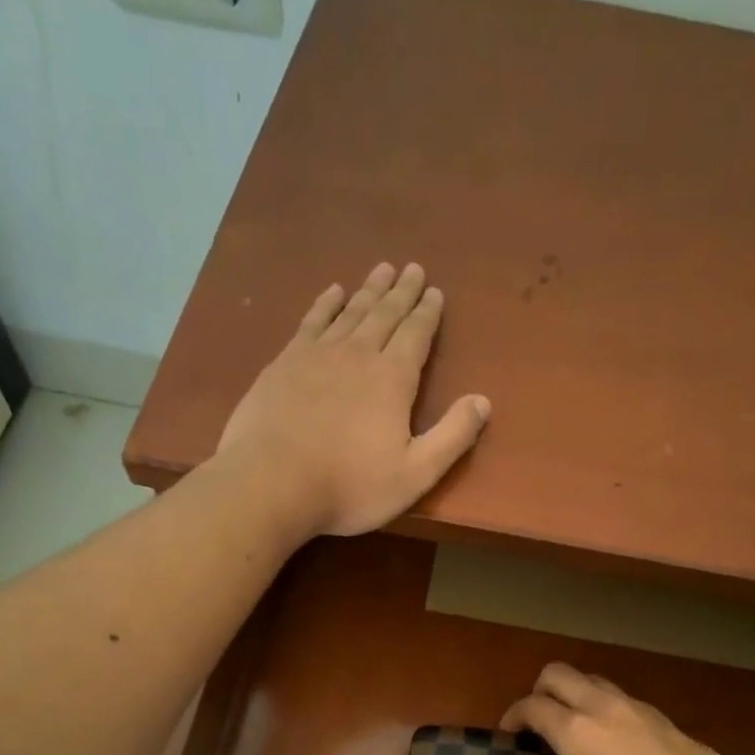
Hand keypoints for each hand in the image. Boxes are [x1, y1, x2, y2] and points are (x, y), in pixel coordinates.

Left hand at [214, 262, 489, 537]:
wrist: (272, 482)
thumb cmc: (349, 486)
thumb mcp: (414, 474)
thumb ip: (452, 437)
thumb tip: (483, 401)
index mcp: (393, 379)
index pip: (416, 334)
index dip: (428, 313)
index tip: (435, 292)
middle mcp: (358, 354)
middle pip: (385, 314)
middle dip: (402, 292)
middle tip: (413, 268)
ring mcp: (317, 354)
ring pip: (351, 311)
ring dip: (369, 290)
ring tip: (381, 270)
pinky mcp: (284, 362)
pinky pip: (312, 320)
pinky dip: (326, 303)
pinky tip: (333, 292)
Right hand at [499, 663, 754, 754]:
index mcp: (575, 732)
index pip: (531, 706)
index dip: (512, 716)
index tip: (509, 736)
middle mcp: (600, 707)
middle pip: (557, 674)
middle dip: (538, 691)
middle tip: (536, 724)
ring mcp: (633, 706)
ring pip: (590, 678)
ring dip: (571, 692)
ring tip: (572, 728)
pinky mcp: (659, 715)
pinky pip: (617, 695)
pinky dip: (601, 704)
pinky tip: (611, 741)